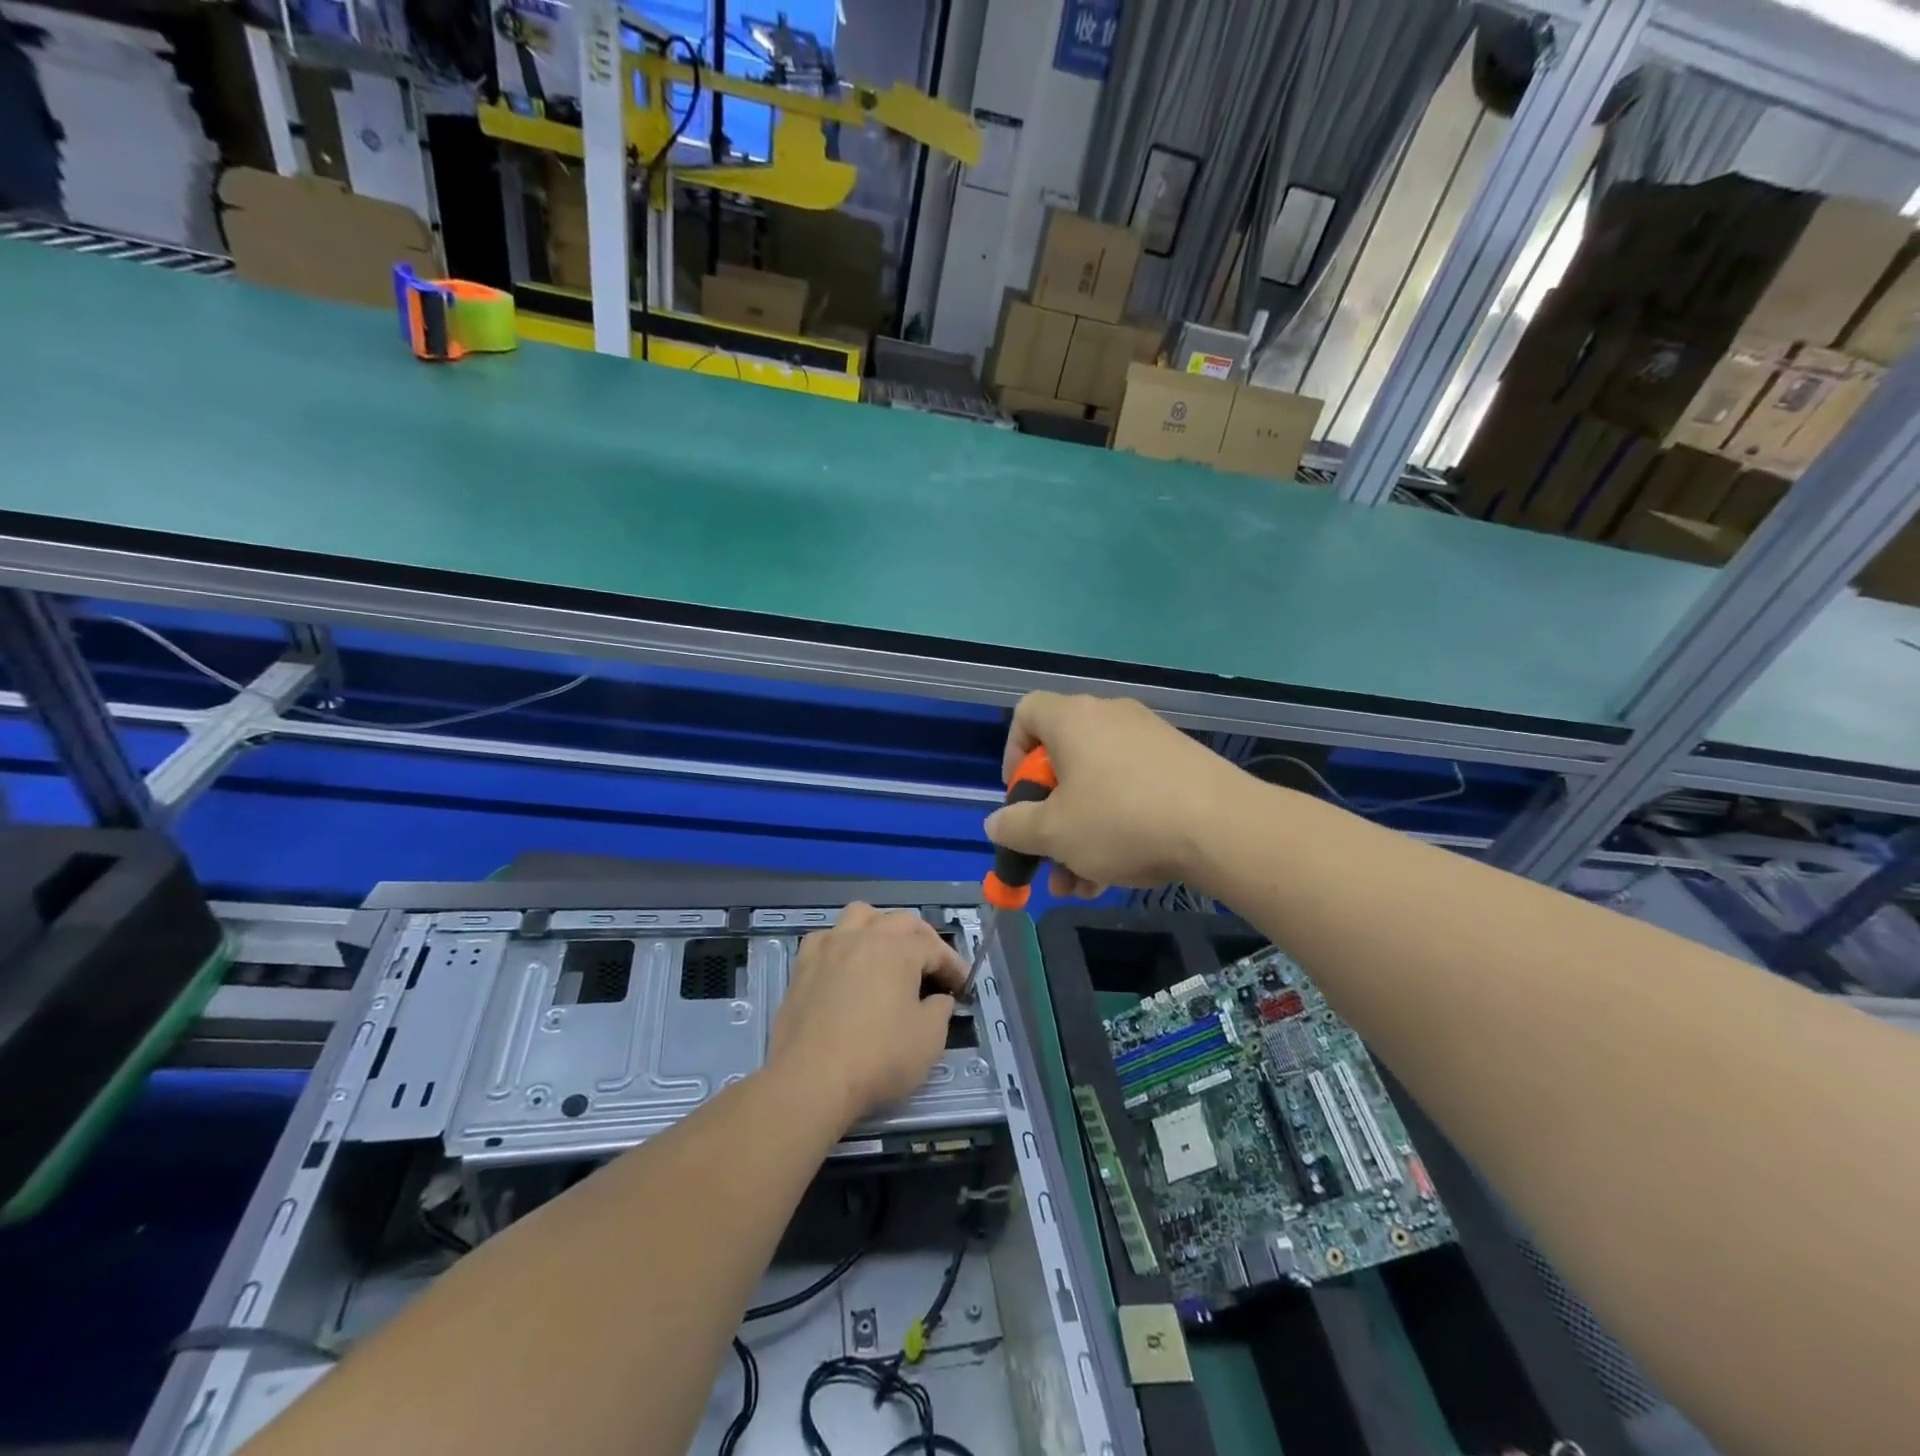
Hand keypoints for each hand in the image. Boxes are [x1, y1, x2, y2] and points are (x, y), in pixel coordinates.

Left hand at [766, 903, 966, 1127]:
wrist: (811, 1081)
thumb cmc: (878, 1059)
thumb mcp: (929, 1040)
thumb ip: (940, 1010)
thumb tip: (937, 998)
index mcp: (898, 949)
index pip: (934, 947)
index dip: (953, 965)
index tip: (963, 987)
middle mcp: (864, 936)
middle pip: (901, 921)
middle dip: (923, 940)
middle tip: (933, 968)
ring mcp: (829, 947)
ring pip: (860, 915)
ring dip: (881, 927)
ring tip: (888, 952)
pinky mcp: (803, 966)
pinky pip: (827, 937)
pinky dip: (843, 943)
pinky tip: (847, 964)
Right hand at [985, 692, 1236, 894]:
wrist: (1223, 827)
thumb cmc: (1122, 820)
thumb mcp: (1054, 833)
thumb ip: (1015, 826)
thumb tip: (996, 822)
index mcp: (1073, 720)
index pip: (1026, 713)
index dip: (1012, 755)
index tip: (1020, 798)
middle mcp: (1110, 718)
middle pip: (1063, 761)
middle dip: (1049, 817)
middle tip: (1048, 857)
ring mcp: (1149, 740)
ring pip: (1097, 786)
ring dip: (1080, 836)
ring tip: (1078, 887)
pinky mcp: (1179, 764)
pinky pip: (1131, 791)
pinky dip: (1115, 827)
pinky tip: (1115, 877)